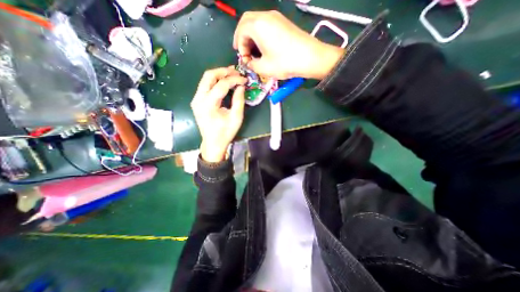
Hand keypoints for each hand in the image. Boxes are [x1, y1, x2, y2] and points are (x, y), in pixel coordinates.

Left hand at [190, 66, 247, 162]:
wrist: (213, 143)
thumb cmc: (225, 133)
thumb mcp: (236, 118)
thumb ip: (239, 100)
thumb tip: (241, 86)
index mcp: (208, 104)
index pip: (221, 85)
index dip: (234, 80)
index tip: (244, 79)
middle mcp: (198, 99)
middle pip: (209, 76)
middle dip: (224, 71)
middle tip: (237, 72)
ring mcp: (196, 99)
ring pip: (206, 79)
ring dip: (219, 75)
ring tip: (232, 74)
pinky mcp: (197, 101)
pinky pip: (205, 86)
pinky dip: (215, 81)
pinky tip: (224, 82)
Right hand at [234, 10, 343, 79]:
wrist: (310, 57)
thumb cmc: (284, 62)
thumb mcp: (264, 68)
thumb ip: (252, 65)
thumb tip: (249, 63)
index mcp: (258, 25)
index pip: (241, 31)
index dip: (239, 46)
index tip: (244, 59)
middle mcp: (266, 16)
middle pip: (247, 21)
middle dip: (242, 36)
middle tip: (243, 50)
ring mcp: (276, 17)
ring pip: (256, 21)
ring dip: (251, 35)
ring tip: (253, 51)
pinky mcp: (283, 22)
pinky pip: (266, 24)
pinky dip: (260, 33)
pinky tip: (264, 46)